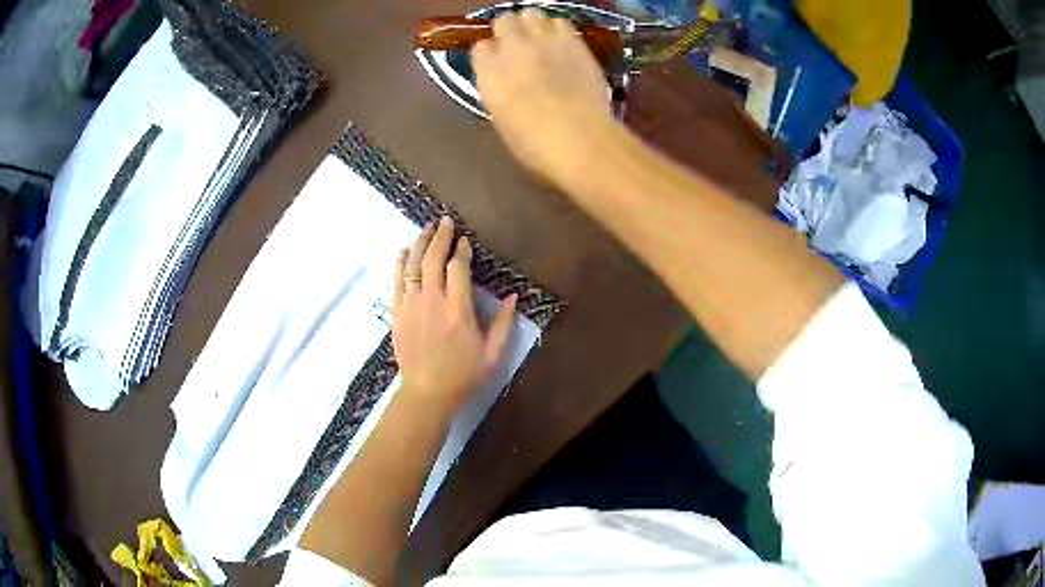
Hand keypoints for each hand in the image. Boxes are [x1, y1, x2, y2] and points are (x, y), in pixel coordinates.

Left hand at [392, 216, 517, 412]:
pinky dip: (399, 263)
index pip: (457, 268)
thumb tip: (514, 297)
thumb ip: (504, 324)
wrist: (426, 393)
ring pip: (412, 265)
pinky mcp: (397, 313)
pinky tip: (403, 251)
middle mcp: (432, 301)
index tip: (465, 240)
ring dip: (419, 244)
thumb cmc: (463, 375)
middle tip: (445, 221)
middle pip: (432, 259)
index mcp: (458, 310)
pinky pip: (396, 281)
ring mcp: (411, 306)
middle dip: (440, 237)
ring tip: (426, 229)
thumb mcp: (493, 354)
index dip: (461, 250)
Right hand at [472, 9, 613, 184]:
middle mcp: (512, 48)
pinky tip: (564, 43)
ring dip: (534, 24)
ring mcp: (544, 41)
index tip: (498, 63)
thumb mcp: (502, 120)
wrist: (578, 138)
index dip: (490, 54)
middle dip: (510, 29)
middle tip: (519, 44)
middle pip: (504, 21)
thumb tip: (503, 79)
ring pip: (533, 14)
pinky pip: (562, 22)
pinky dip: (559, 29)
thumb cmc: (534, 144)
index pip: (481, 48)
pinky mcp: (573, 42)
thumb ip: (498, 90)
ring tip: (542, 39)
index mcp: (488, 72)